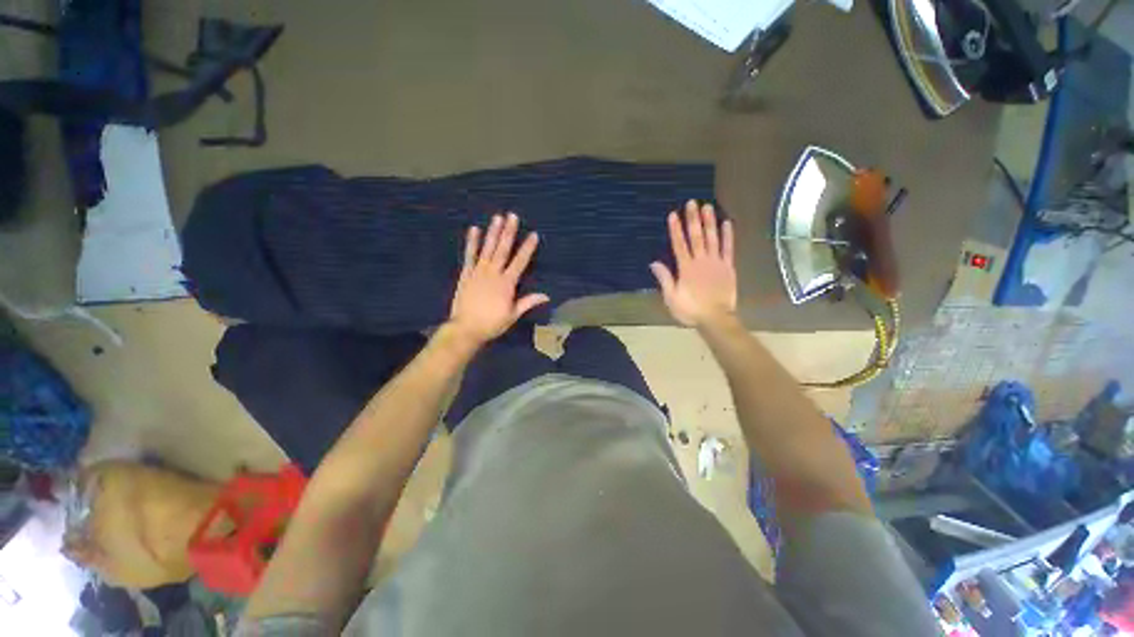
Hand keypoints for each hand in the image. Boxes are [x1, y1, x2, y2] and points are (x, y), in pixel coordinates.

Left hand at [447, 212, 549, 346]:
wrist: (466, 329)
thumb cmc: (492, 323)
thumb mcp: (513, 315)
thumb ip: (528, 302)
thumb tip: (547, 296)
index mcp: (507, 284)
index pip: (520, 262)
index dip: (527, 248)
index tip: (534, 235)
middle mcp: (493, 273)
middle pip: (503, 250)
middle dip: (509, 232)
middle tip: (512, 215)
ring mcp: (478, 272)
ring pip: (487, 249)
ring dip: (493, 232)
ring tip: (497, 217)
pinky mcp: (466, 274)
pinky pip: (469, 255)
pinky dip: (472, 242)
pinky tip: (474, 229)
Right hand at [650, 199, 736, 327]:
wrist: (716, 318)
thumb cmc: (690, 310)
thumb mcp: (671, 297)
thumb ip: (665, 279)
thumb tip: (654, 263)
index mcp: (686, 268)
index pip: (679, 245)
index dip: (676, 230)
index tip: (673, 215)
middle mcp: (701, 261)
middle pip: (696, 237)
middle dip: (693, 219)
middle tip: (692, 203)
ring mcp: (716, 262)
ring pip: (712, 239)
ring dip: (709, 222)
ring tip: (707, 206)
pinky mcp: (728, 267)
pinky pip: (728, 248)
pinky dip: (728, 236)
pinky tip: (727, 223)